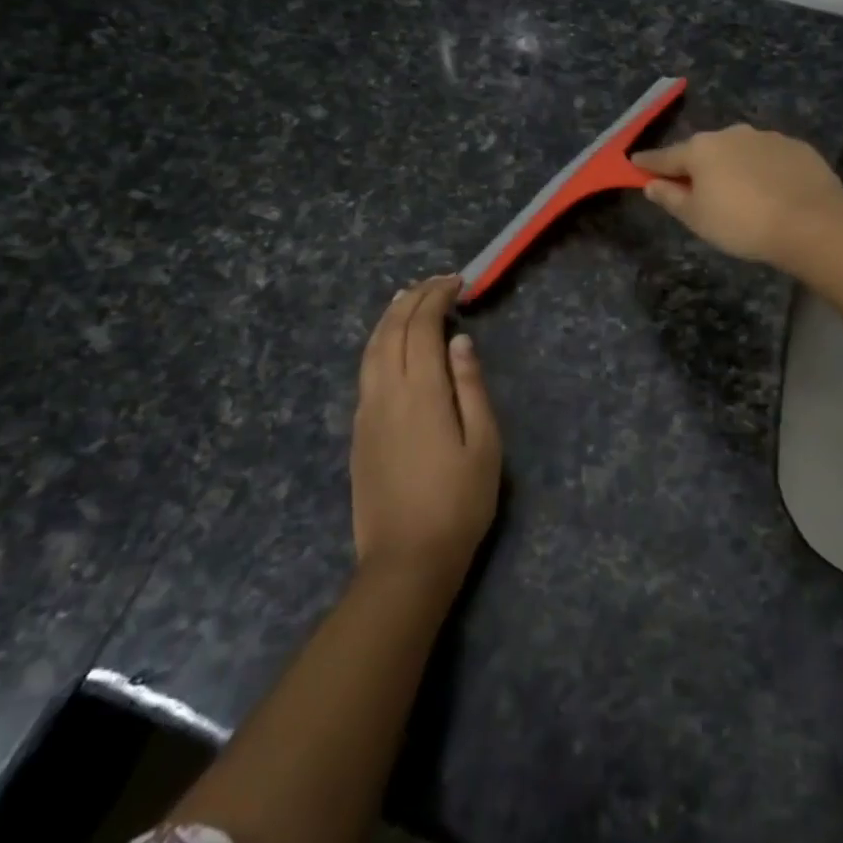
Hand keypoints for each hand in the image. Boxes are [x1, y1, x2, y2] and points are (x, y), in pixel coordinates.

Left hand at [351, 276, 501, 585]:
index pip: (423, 326)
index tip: (457, 282)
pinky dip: (378, 342)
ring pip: (372, 348)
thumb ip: (471, 387)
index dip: (437, 297)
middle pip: (393, 330)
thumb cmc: (459, 503)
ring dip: (390, 317)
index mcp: (422, 392)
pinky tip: (389, 343)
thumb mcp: (484, 445)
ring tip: (407, 298)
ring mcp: (366, 411)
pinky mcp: (358, 430)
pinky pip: (365, 370)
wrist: (406, 560)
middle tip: (437, 282)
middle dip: (413, 298)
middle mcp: (387, 392)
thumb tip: (459, 341)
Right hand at [632, 125, 842, 267]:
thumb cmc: (742, 223)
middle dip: (695, 165)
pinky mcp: (796, 147)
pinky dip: (762, 169)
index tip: (635, 164)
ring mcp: (767, 137)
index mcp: (701, 149)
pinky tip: (770, 190)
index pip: (665, 156)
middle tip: (693, 187)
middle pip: (704, 150)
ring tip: (738, 192)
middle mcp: (731, 134)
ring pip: (739, 151)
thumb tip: (651, 184)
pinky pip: (768, 157)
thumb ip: (671, 198)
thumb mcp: (697, 218)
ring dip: (732, 166)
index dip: (648, 163)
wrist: (811, 222)